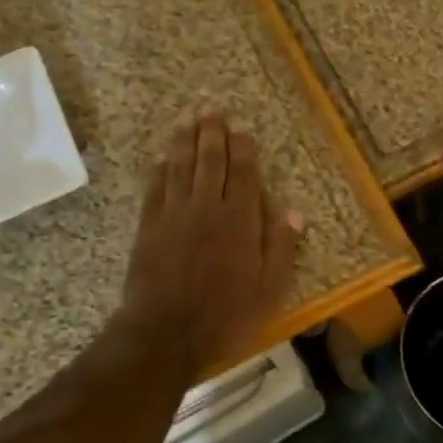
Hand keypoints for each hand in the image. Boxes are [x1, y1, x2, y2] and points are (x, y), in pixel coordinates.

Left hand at [119, 113, 303, 378]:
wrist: (164, 334)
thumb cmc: (224, 316)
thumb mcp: (268, 290)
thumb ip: (280, 248)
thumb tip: (294, 213)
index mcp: (239, 220)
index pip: (244, 174)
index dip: (243, 149)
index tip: (241, 129)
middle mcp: (207, 207)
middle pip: (210, 161)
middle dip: (211, 133)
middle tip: (210, 108)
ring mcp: (174, 214)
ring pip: (180, 167)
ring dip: (184, 140)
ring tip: (187, 118)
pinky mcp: (149, 226)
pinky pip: (155, 188)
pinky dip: (158, 169)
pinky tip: (160, 156)